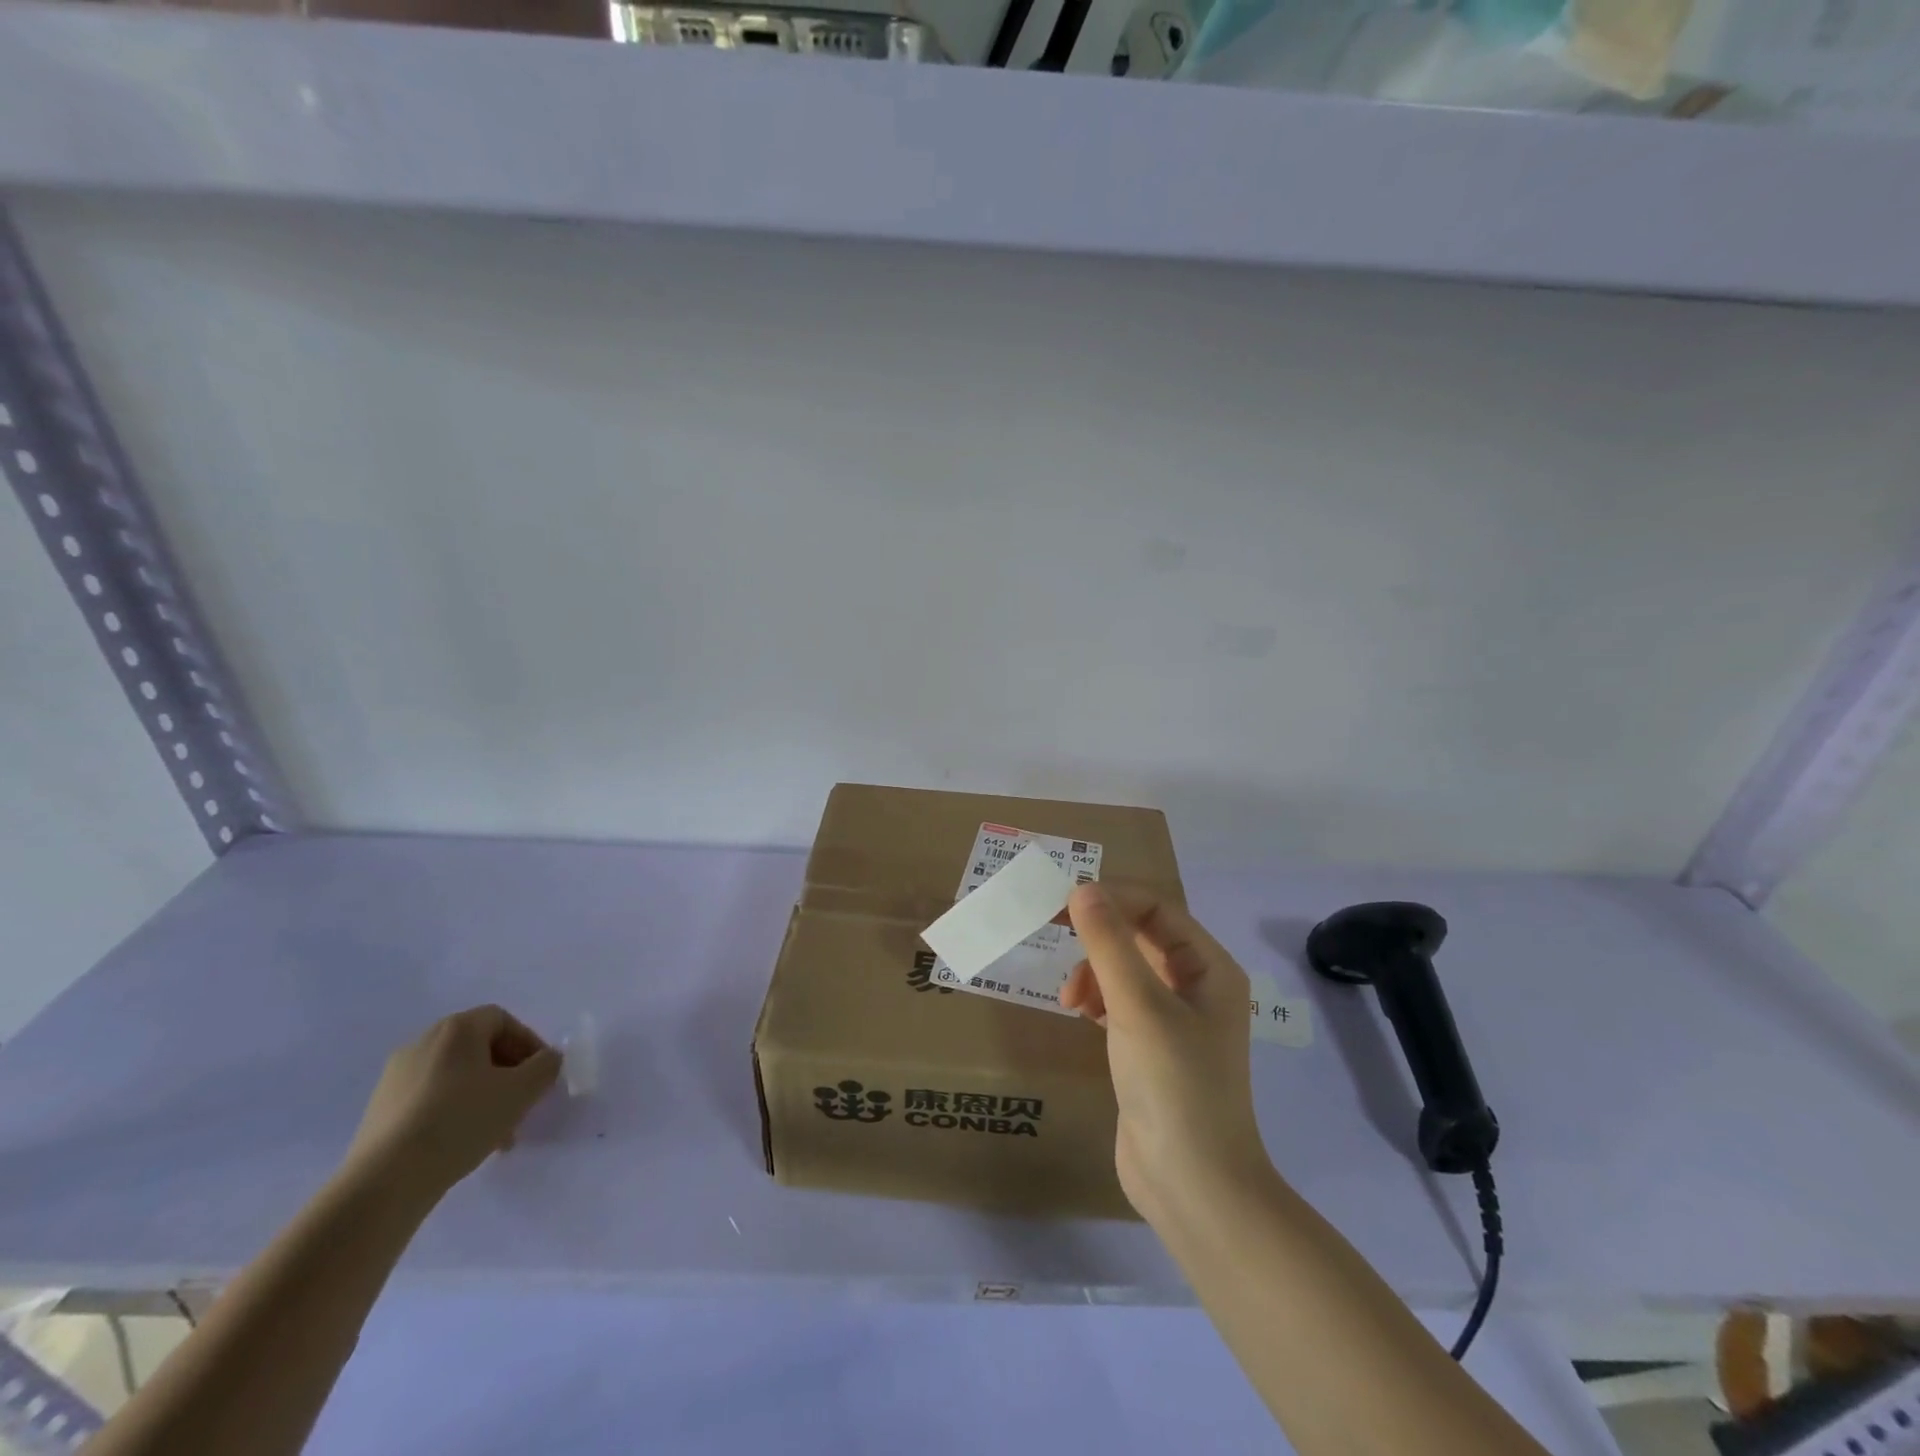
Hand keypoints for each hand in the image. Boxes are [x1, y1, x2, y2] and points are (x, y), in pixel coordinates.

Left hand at [343, 1006, 561, 1201]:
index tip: (539, 1074)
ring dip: (482, 1096)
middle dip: (507, 1074)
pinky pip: (429, 1099)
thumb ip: (545, 1066)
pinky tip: (460, 1143)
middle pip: (479, 1048)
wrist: (384, 1181)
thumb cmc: (461, 1121)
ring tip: (496, 1134)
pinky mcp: (379, 1109)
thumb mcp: (521, 1091)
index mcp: (456, 1029)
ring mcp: (395, 1077)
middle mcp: (423, 1042)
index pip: (503, 1020)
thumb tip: (547, 1059)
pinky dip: (452, 1112)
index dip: (528, 1043)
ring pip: (455, 1077)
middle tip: (521, 1104)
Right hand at [1062, 884, 1272, 1225]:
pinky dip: (1097, 997)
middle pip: (1142, 936)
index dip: (1113, 898)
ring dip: (1094, 969)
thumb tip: (1082, 888)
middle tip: (1053, 932)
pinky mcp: (1151, 1049)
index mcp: (1210, 968)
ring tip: (1070, 996)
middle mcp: (1197, 987)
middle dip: (1099, 934)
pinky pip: (1120, 1002)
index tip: (1063, 903)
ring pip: (1127, 969)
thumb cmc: (1174, 1086)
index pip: (1158, 909)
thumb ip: (1108, 944)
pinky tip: (1078, 1011)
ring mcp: (1175, 1020)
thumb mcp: (1138, 1006)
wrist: (1193, 1187)